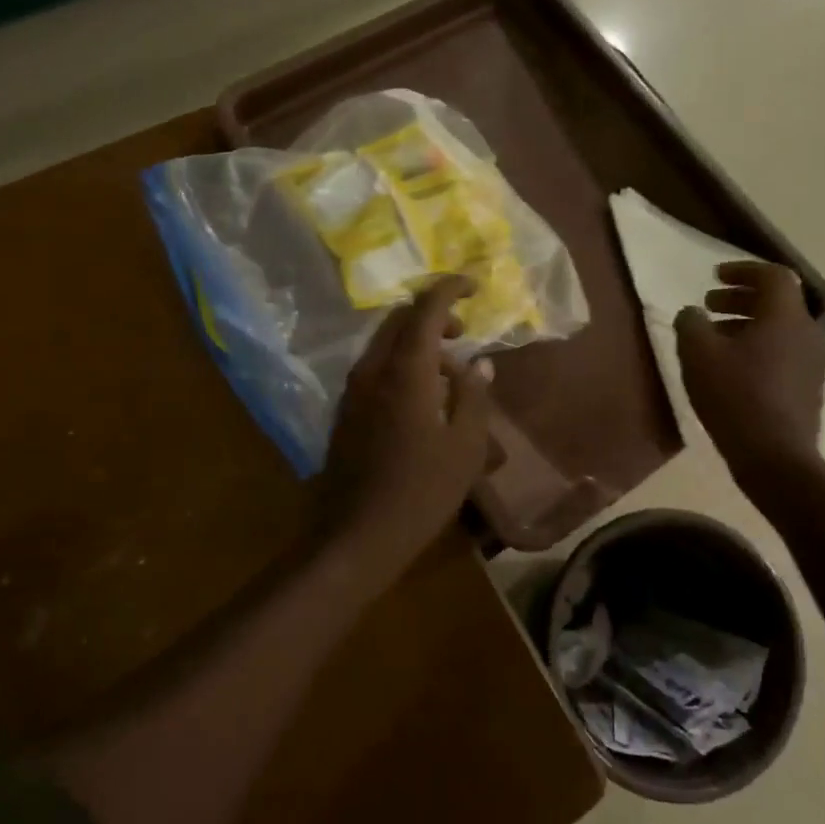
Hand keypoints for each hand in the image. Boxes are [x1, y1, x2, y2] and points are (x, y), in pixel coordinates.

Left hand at [320, 275, 494, 567]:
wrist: (357, 536)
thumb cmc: (421, 492)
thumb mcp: (465, 447)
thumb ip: (474, 397)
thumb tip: (478, 364)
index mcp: (405, 371)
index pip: (425, 308)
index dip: (450, 289)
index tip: (474, 287)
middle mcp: (372, 370)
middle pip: (399, 320)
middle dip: (433, 315)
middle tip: (464, 333)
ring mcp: (353, 391)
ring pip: (385, 345)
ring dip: (417, 343)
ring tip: (450, 374)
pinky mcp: (345, 411)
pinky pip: (376, 369)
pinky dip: (402, 365)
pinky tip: (423, 399)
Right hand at [674, 261, 824, 477]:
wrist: (775, 456)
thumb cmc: (735, 396)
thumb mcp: (698, 354)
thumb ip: (691, 324)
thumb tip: (693, 314)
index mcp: (786, 317)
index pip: (773, 276)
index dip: (743, 270)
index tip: (715, 276)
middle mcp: (808, 333)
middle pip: (777, 302)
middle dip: (741, 298)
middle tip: (709, 305)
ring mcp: (813, 363)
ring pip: (780, 329)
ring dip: (747, 324)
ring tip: (714, 337)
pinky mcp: (808, 388)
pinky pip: (783, 352)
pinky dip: (757, 346)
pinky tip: (731, 366)